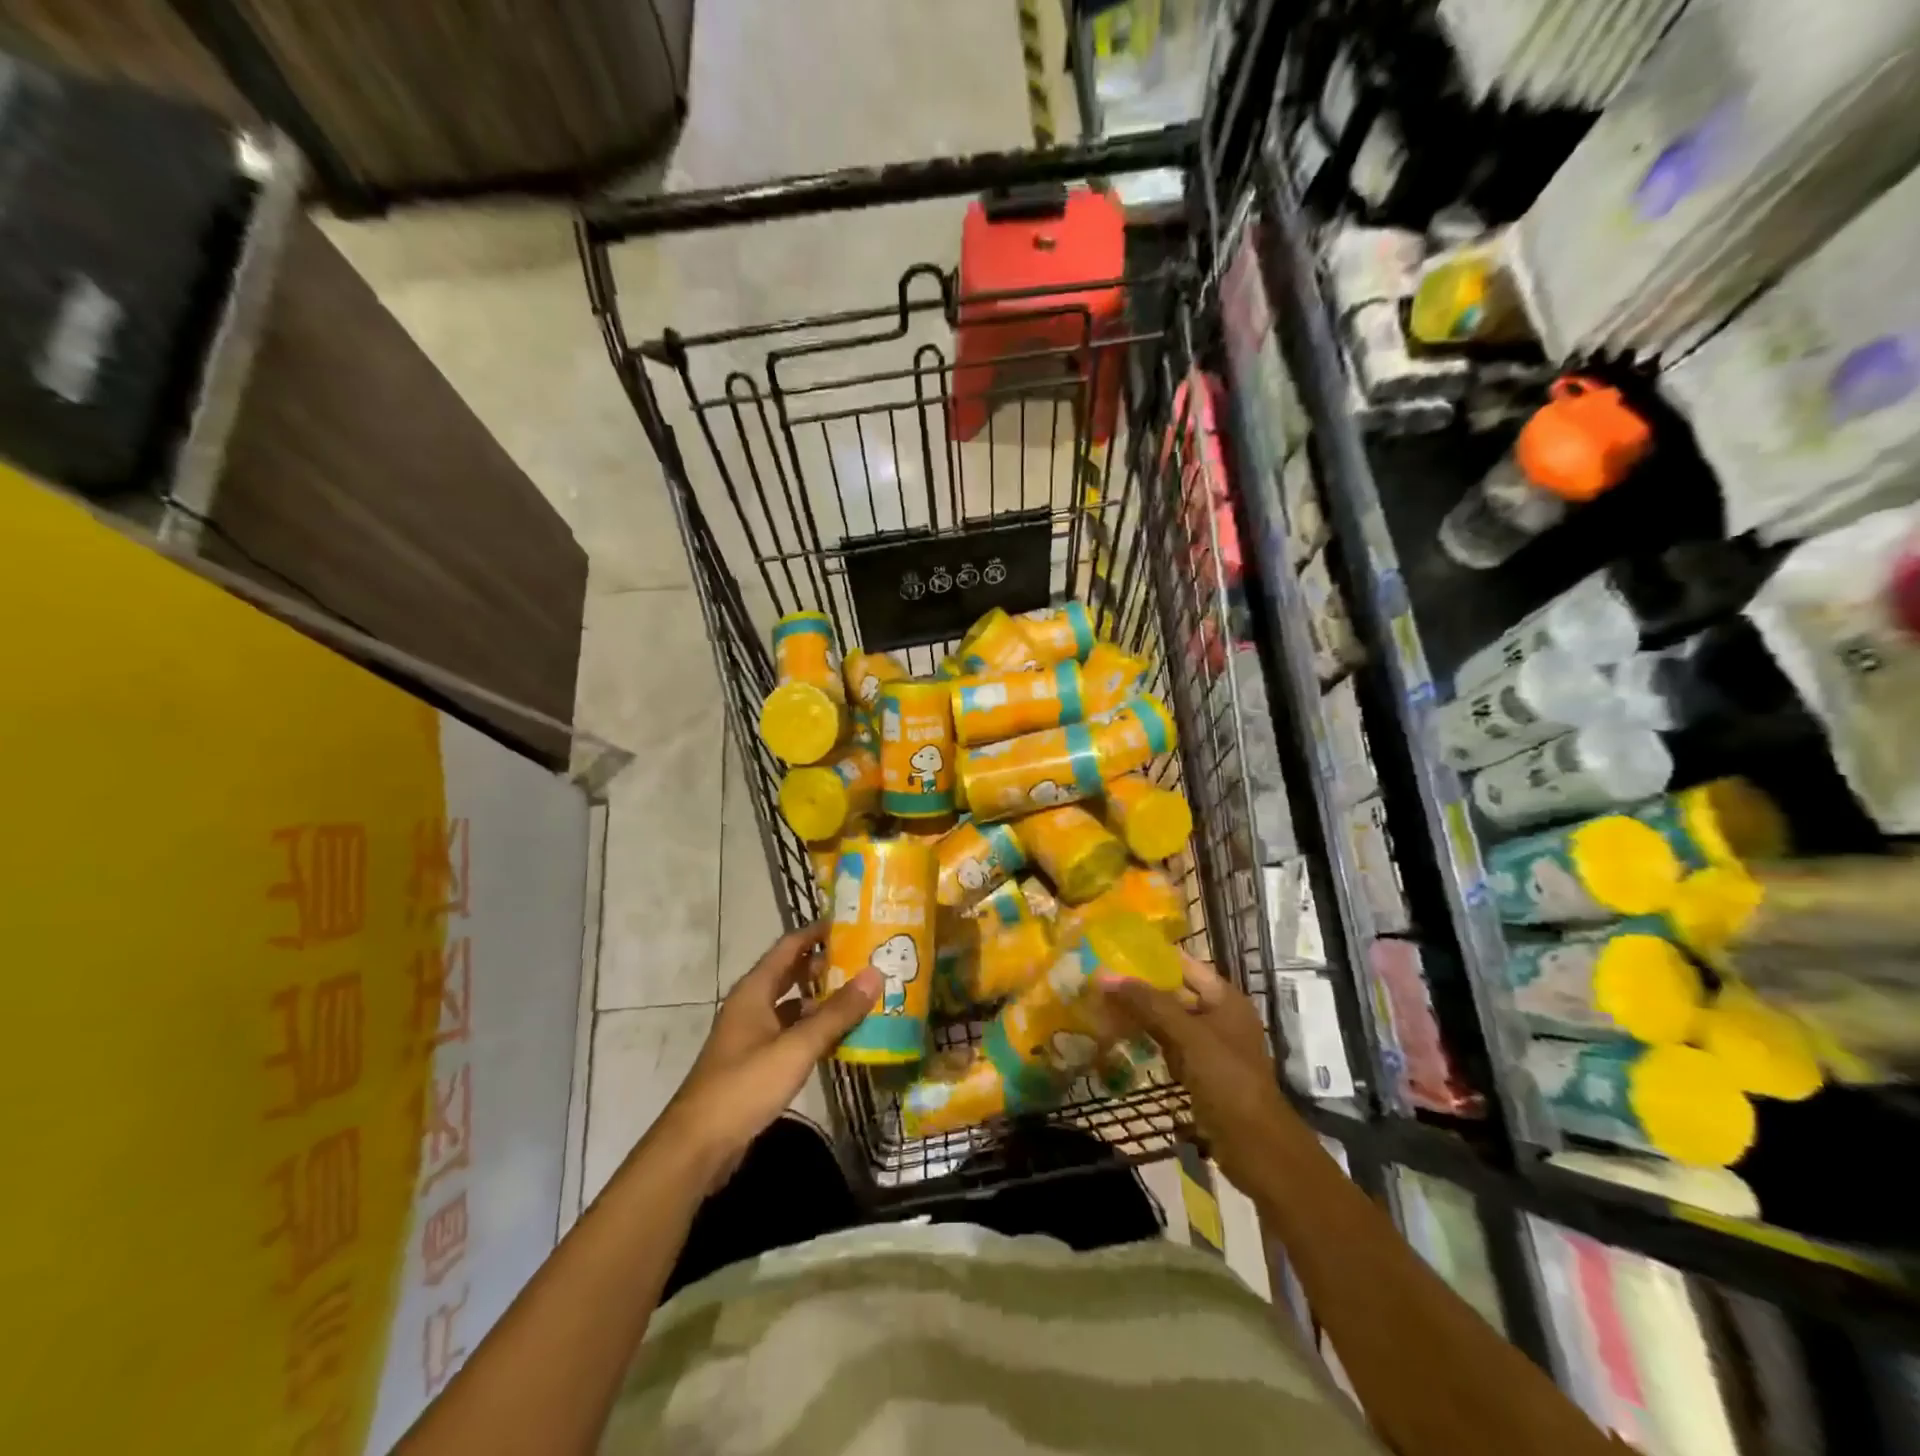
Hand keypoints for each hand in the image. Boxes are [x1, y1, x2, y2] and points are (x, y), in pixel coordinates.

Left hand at [655, 924, 878, 1191]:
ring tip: (862, 995)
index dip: (818, 932)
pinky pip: (792, 1034)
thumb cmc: (744, 1086)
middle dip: (826, 965)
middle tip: (866, 959)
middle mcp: (752, 1006)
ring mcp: (752, 1036)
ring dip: (823, 1000)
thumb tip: (874, 974)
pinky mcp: (756, 1063)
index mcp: (754, 991)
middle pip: (792, 974)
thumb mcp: (796, 1047)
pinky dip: (815, 1030)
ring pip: (793, 1006)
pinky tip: (841, 1037)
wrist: (698, 1147)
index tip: (852, 923)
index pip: (789, 946)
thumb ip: (836, 1013)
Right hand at [1095, 952, 1295, 1190]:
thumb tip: (1104, 976)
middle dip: (1140, 988)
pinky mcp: (1200, 1072)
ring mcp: (1210, 1046)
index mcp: (1225, 998)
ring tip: (1102, 1005)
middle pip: (1174, 992)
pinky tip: (1120, 1039)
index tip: (1115, 951)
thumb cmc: (1228, 1080)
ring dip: (1141, 1016)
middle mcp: (1219, 1016)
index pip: (1184, 965)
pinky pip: (1169, 1047)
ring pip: (1168, 1021)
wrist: (1256, 1147)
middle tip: (1100, 981)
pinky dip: (1148, 1042)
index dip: (1152, 956)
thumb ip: (1149, 1004)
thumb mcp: (1188, 1036)